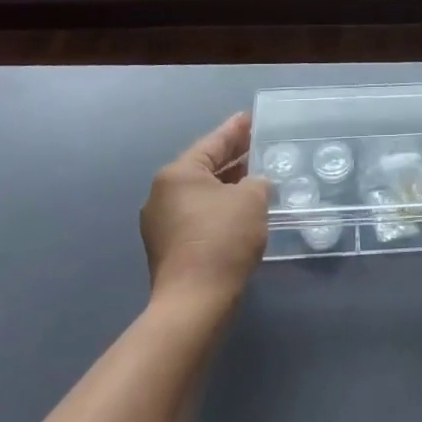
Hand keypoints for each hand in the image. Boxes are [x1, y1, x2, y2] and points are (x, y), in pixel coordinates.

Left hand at [140, 112, 270, 310]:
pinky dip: (220, 209)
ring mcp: (161, 223)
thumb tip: (254, 186)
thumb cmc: (222, 239)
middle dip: (233, 159)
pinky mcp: (168, 248)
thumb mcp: (251, 199)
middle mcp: (163, 193)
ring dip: (228, 187)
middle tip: (259, 147)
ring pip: (202, 194)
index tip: (251, 118)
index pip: (213, 142)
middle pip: (205, 167)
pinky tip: (241, 212)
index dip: (236, 130)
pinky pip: (198, 216)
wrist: (194, 303)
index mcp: (178, 173)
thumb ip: (257, 182)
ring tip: (256, 179)